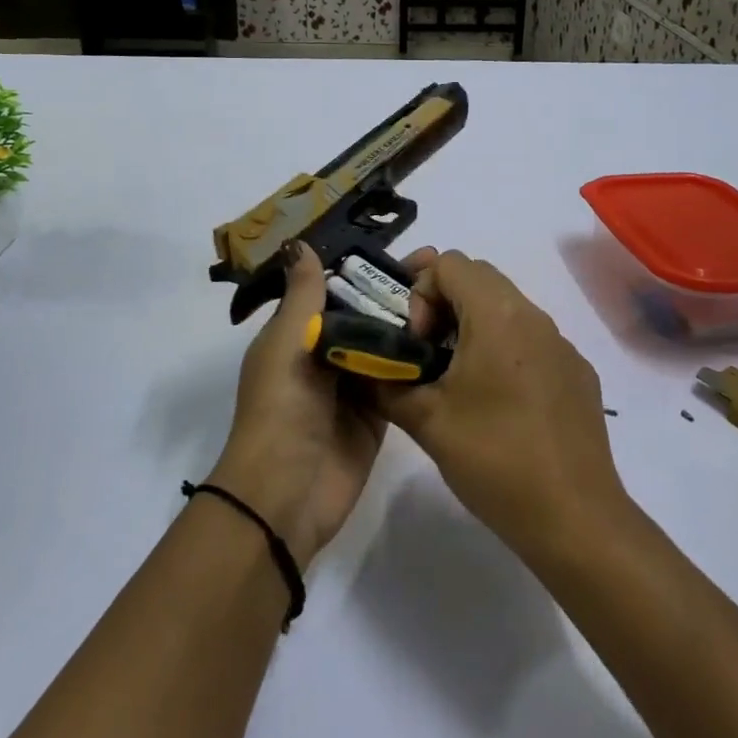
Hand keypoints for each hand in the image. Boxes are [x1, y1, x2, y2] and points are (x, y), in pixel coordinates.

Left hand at [208, 243, 431, 567]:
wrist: (287, 494)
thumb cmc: (281, 407)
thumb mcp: (286, 342)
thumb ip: (303, 295)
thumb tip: (301, 243)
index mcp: (298, 334)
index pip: (338, 290)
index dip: (368, 269)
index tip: (407, 249)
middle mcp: (328, 355)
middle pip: (368, 315)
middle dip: (399, 293)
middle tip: (442, 268)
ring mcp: (356, 386)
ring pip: (389, 345)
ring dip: (415, 324)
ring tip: (455, 296)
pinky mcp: (381, 415)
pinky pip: (403, 380)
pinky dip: (422, 362)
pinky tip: (455, 337)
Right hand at [380, 251, 628, 560]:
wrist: (574, 517)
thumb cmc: (495, 459)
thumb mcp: (426, 421)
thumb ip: (387, 383)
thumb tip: (366, 367)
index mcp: (498, 314)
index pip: (450, 262)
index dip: (420, 290)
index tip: (414, 340)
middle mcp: (535, 316)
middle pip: (480, 278)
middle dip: (442, 302)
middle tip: (424, 350)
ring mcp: (562, 344)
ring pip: (507, 308)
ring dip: (473, 326)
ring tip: (455, 379)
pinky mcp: (577, 373)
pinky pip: (532, 340)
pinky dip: (504, 350)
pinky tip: (498, 404)